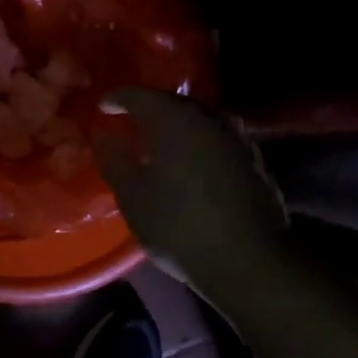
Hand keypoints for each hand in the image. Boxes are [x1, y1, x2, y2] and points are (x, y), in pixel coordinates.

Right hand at [94, 89, 286, 288]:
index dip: (118, 99)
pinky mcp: (254, 163)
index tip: (103, 107)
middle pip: (175, 103)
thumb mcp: (133, 197)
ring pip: (201, 121)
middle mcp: (210, 120)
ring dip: (179, 126)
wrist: (247, 260)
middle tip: (131, 121)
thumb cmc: (179, 226)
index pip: (141, 96)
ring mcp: (238, 140)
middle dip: (151, 109)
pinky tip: (191, 163)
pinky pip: (218, 140)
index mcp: (177, 121)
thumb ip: (115, 161)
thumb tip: (104, 137)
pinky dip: (199, 144)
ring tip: (161, 141)